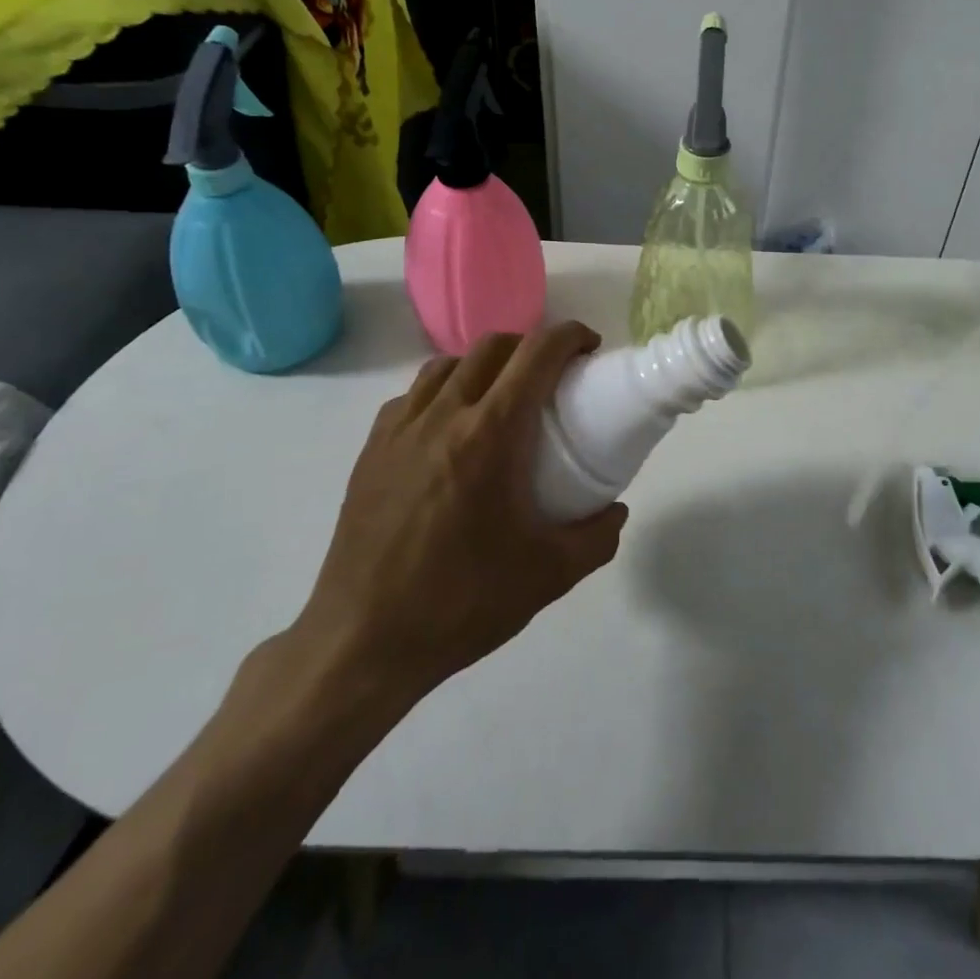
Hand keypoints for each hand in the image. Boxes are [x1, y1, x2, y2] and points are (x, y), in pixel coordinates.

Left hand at [288, 323, 627, 724]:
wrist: (362, 642)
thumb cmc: (461, 603)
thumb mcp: (549, 575)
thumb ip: (597, 537)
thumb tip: (616, 510)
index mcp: (491, 435)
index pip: (536, 355)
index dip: (569, 336)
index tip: (589, 348)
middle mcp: (443, 415)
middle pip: (492, 346)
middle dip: (531, 345)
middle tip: (554, 376)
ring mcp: (400, 429)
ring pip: (448, 364)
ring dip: (485, 364)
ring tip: (502, 396)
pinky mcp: (371, 449)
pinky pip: (414, 395)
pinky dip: (444, 390)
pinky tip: (451, 428)